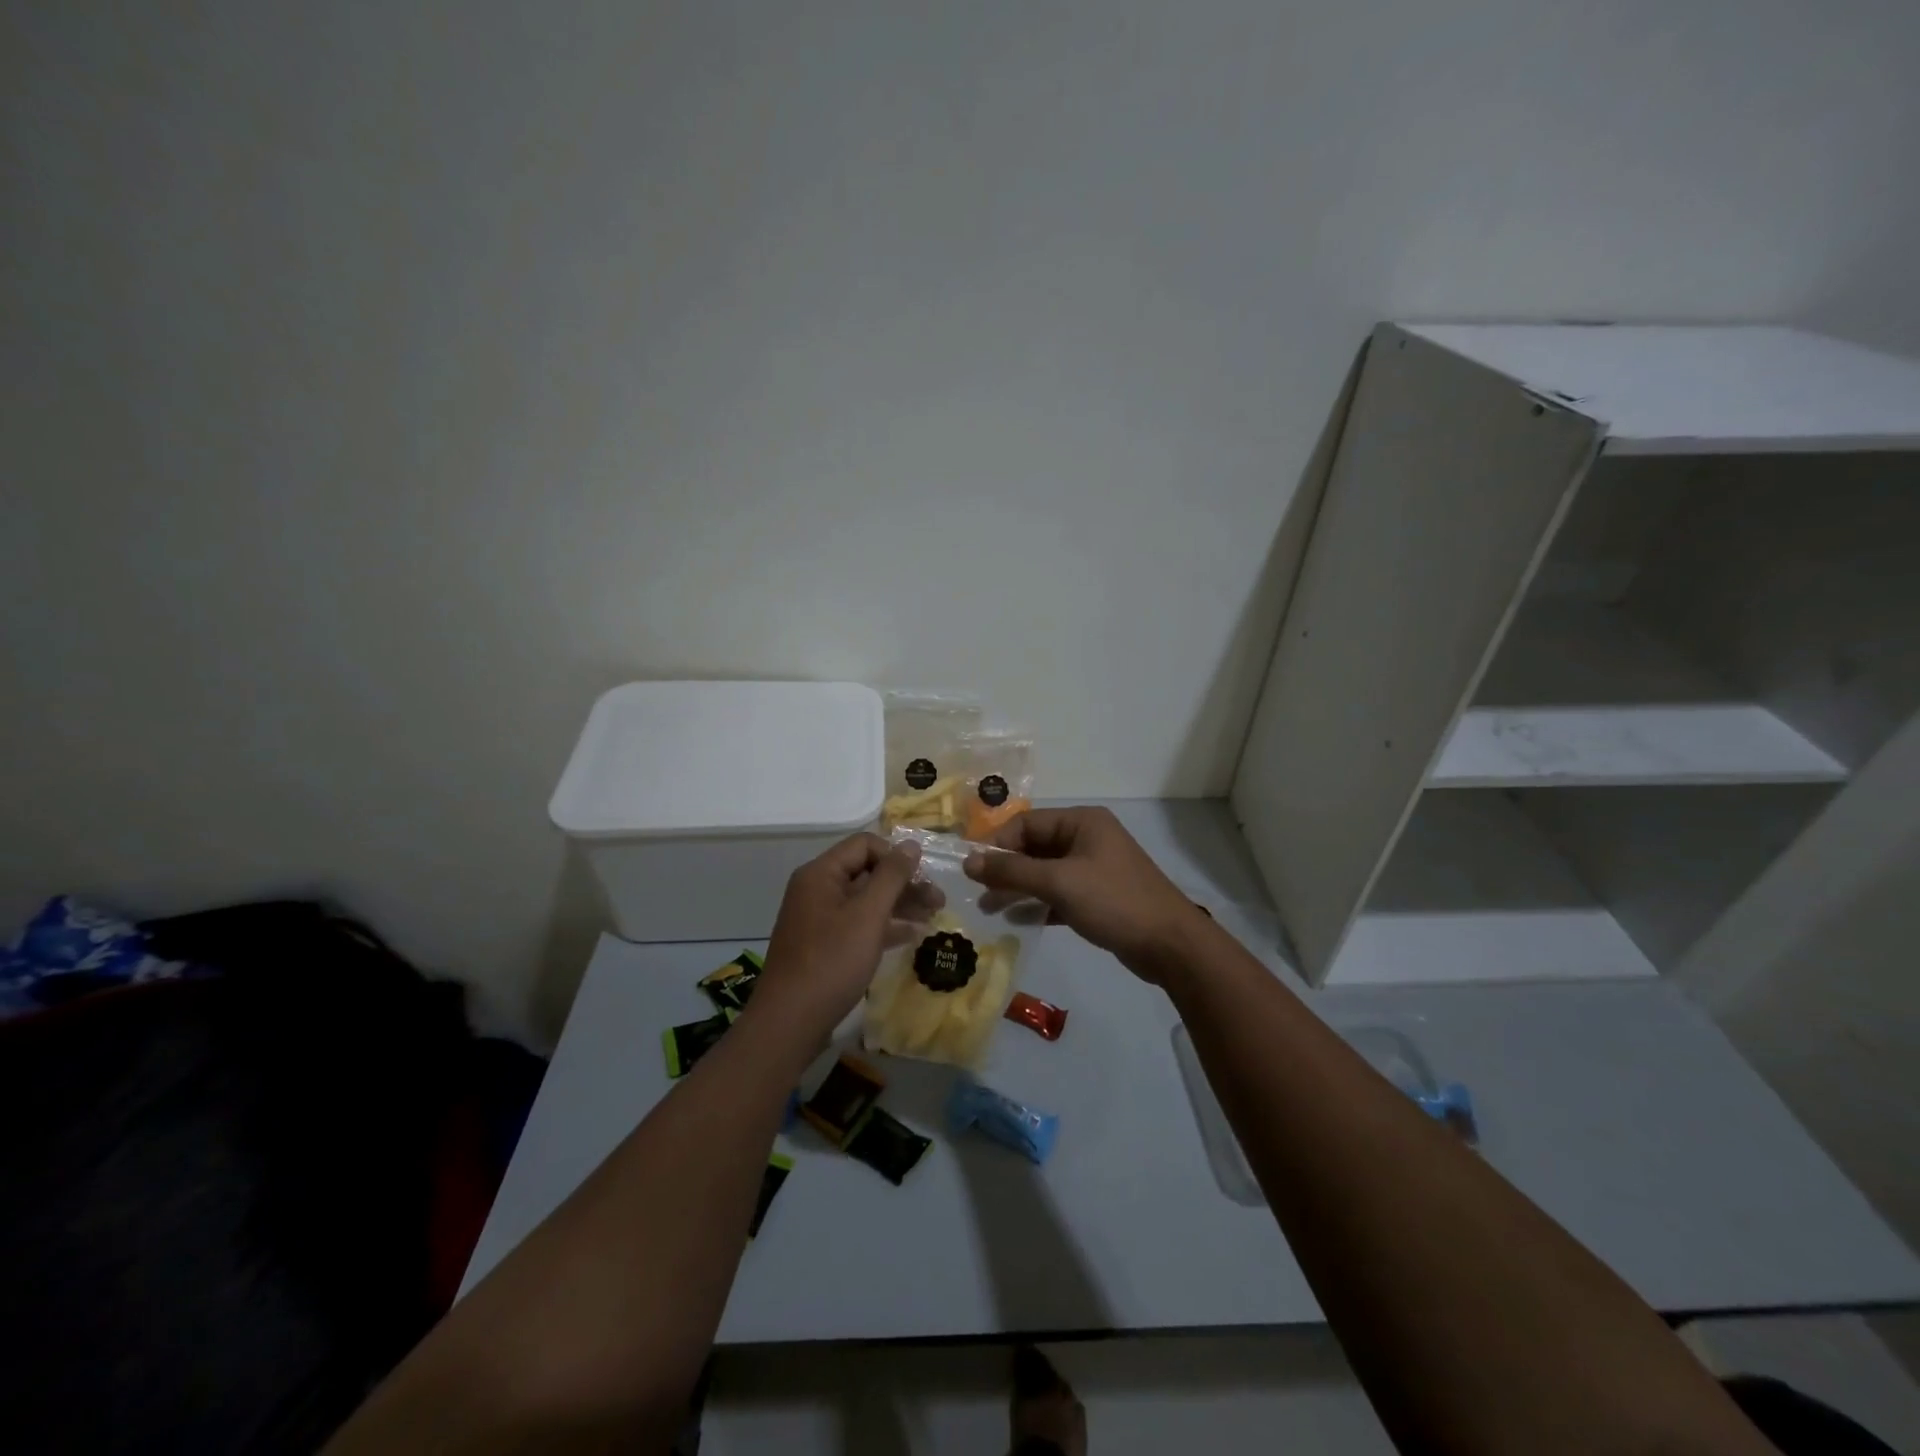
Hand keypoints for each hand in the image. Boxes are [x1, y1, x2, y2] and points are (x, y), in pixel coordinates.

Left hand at [749, 832, 927, 1041]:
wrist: (790, 1022)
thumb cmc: (831, 962)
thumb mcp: (868, 915)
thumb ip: (892, 876)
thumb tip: (912, 844)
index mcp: (821, 874)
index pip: (864, 845)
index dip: (896, 856)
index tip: (922, 879)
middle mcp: (817, 889)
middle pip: (867, 872)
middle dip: (904, 883)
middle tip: (938, 901)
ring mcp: (819, 918)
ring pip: (865, 900)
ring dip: (899, 905)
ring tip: (932, 917)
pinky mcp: (823, 945)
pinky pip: (859, 924)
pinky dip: (884, 926)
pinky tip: (911, 935)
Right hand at [962, 806, 1208, 981]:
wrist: (1170, 945)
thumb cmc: (1113, 901)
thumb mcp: (1059, 882)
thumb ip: (1012, 870)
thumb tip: (968, 861)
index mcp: (1082, 822)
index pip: (1027, 823)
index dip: (997, 843)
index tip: (971, 868)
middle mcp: (1087, 839)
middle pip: (1034, 847)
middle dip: (1005, 869)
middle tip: (977, 892)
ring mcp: (1093, 868)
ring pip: (1044, 872)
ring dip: (1017, 888)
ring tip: (989, 909)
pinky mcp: (1097, 896)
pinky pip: (1058, 893)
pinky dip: (1038, 904)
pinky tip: (1017, 920)